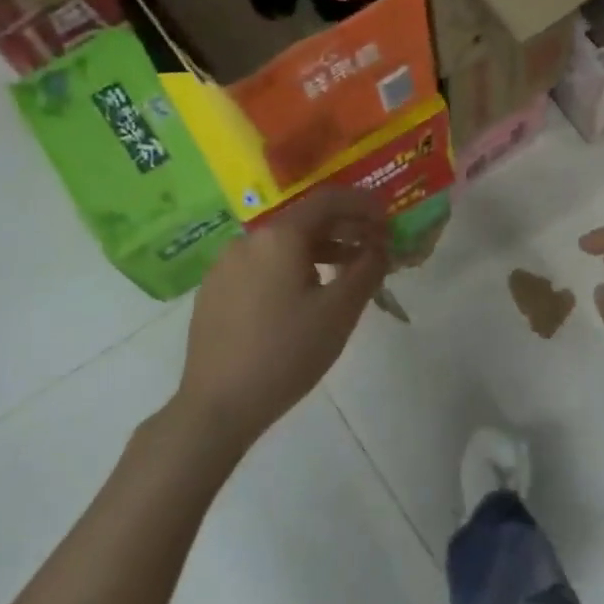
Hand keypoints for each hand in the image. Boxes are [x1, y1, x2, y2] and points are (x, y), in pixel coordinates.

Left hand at [175, 186, 388, 451]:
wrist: (218, 404)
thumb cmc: (287, 353)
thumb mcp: (340, 312)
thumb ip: (367, 270)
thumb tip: (380, 247)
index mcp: (280, 236)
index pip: (329, 200)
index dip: (364, 204)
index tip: (388, 219)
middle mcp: (249, 239)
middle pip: (305, 219)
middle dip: (344, 228)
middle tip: (374, 247)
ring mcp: (226, 263)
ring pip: (283, 243)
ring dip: (320, 249)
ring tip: (347, 273)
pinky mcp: (215, 289)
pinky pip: (263, 263)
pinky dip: (292, 266)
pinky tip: (306, 295)